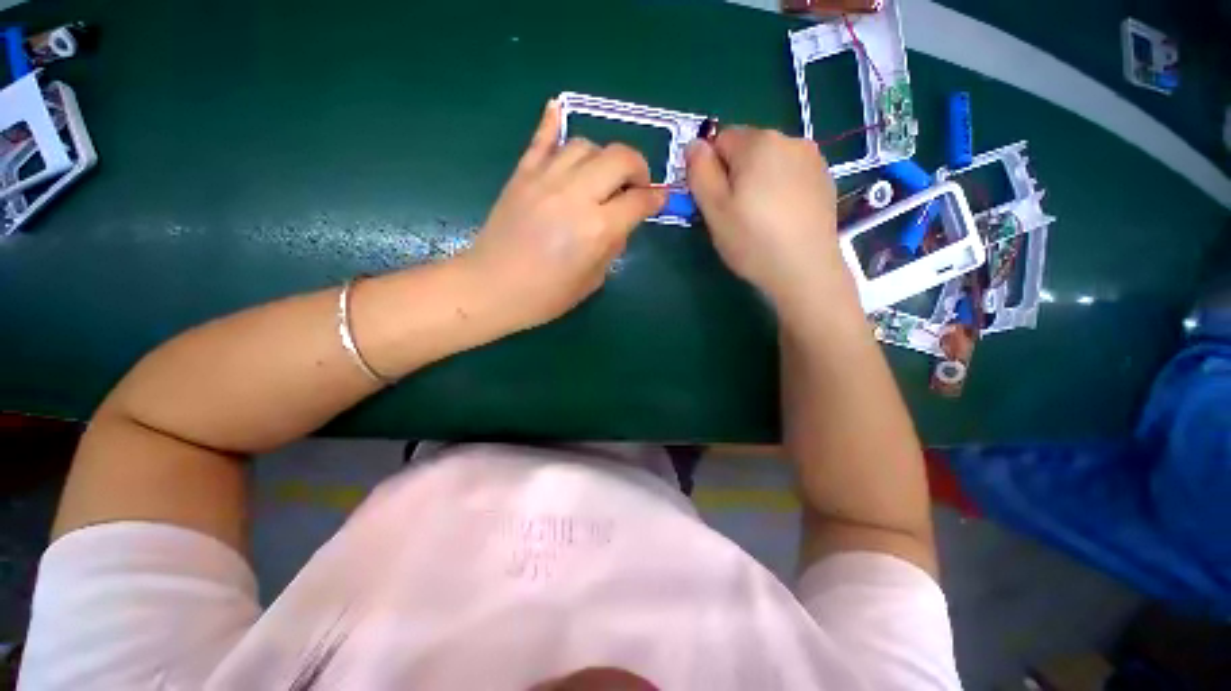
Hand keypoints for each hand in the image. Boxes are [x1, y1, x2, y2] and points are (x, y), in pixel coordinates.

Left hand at [462, 100, 665, 329]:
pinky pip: (541, 139)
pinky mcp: (522, 174)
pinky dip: (552, 123)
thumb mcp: (592, 280)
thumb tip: (621, 224)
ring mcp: (546, 179)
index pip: (639, 200)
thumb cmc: (546, 296)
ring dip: (603, 157)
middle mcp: (577, 195)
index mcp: (598, 228)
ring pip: (586, 145)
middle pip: (619, 158)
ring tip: (603, 175)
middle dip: (637, 168)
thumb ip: (612, 247)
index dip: (655, 199)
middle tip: (636, 185)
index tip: (659, 200)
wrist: (491, 288)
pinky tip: (559, 111)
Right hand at [686, 127, 848, 309]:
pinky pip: (791, 174)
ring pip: (769, 162)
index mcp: (758, 142)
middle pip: (747, 149)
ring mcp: (813, 158)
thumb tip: (694, 144)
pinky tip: (782, 218)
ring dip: (758, 180)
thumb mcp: (714, 209)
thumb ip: (699, 172)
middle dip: (735, 174)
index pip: (720, 140)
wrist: (805, 270)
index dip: (711, 170)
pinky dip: (780, 189)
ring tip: (760, 217)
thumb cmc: (752, 240)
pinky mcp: (825, 179)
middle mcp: (789, 139)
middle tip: (735, 212)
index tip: (715, 201)